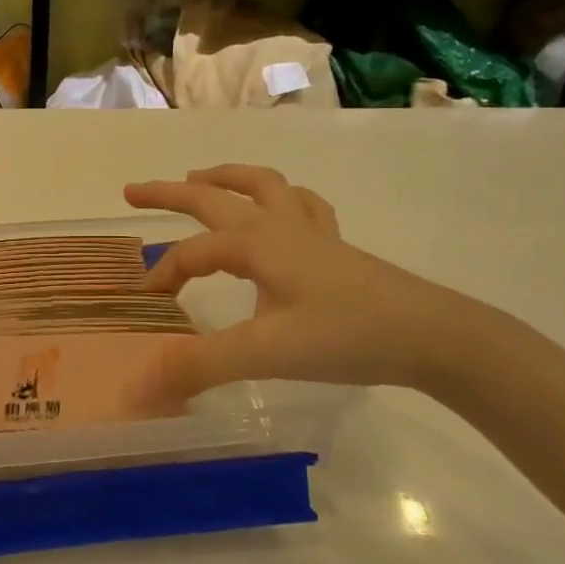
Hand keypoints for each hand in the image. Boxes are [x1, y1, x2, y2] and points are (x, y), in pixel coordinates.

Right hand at [123, 165, 472, 409]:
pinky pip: (304, 207)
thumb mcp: (264, 354)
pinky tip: (282, 209)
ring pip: (264, 186)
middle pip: (215, 196)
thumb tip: (139, 385)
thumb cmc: (345, 336)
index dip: (163, 276)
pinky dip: (283, 198)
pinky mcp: (338, 249)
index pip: (192, 253)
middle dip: (170, 193)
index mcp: (256, 244)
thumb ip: (200, 366)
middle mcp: (279, 227)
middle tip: (133, 190)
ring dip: (227, 178)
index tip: (145, 305)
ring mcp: (312, 233)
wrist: (432, 336)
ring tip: (201, 178)